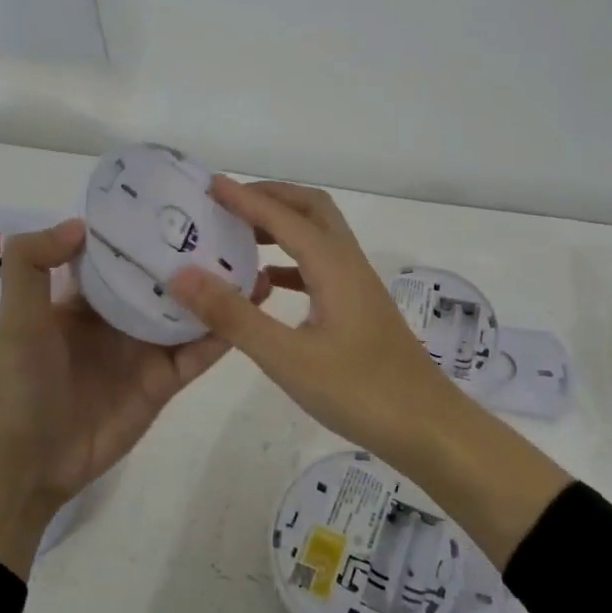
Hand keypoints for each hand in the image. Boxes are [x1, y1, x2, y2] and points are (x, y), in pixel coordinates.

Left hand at [0, 217, 250, 576]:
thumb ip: (32, 263)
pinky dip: (224, 332)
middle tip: (237, 225)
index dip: (147, 228)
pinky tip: (251, 308)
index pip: (122, 252)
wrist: (29, 462)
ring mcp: (146, 349)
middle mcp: (121, 316)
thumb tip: (82, 223)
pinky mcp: (165, 381)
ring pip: (190, 312)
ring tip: (258, 261)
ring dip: (220, 290)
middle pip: (165, 279)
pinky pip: (199, 353)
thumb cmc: (20, 382)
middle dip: (195, 255)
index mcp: (87, 297)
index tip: (182, 199)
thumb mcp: (17, 316)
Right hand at [167, 179, 461, 460]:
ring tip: (239, 235)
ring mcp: (357, 286)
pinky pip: (321, 266)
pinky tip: (269, 283)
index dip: (245, 198)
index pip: (283, 217)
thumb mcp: (287, 358)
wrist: (428, 427)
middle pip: (311, 209)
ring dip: (282, 225)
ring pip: (319, 235)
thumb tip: (183, 276)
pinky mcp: (359, 309)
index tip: (209, 184)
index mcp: (333, 266)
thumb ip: (234, 316)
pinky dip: (291, 260)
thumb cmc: (359, 391)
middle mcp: (348, 264)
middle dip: (270, 197)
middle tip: (228, 203)